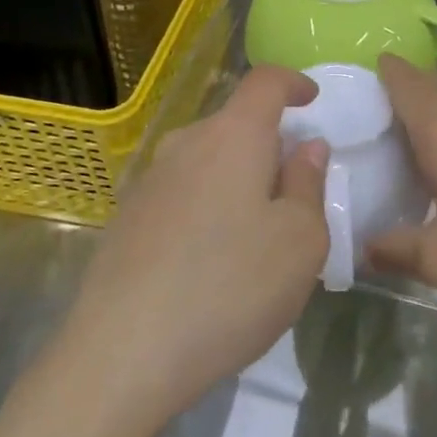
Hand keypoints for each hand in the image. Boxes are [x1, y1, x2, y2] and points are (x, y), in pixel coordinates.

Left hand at [58, 66, 329, 435]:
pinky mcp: (127, 218)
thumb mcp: (300, 241)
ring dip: (237, 178)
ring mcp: (149, 181)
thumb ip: (309, 184)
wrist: (123, 354)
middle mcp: (186, 144)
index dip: (293, 82)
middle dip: (269, 143)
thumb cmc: (232, 287)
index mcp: (233, 136)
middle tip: (294, 190)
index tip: (312, 100)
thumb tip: (307, 147)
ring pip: (206, 159)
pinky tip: (212, 259)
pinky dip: (208, 205)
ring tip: (256, 232)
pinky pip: (182, 192)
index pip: (265, 82)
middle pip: (235, 123)